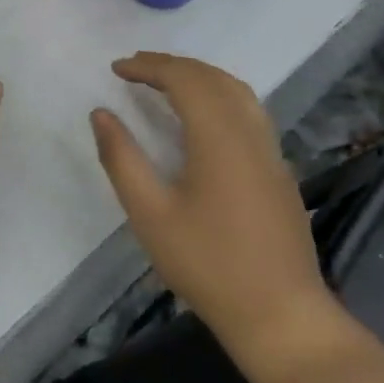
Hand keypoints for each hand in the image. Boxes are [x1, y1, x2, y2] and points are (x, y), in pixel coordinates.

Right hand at [91, 53, 334, 376]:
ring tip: (165, 82)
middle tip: (135, 69)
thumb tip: (100, 114)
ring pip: (236, 90)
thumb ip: (122, 158)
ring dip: (198, 76)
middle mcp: (249, 133)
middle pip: (212, 77)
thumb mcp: (150, 214)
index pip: (184, 79)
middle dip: (172, 65)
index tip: (117, 69)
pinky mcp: (279, 170)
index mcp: (219, 137)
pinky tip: (202, 117)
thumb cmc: (209, 265)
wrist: (283, 317)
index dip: (148, 67)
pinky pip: (249, 110)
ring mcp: (271, 151)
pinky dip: (219, 95)